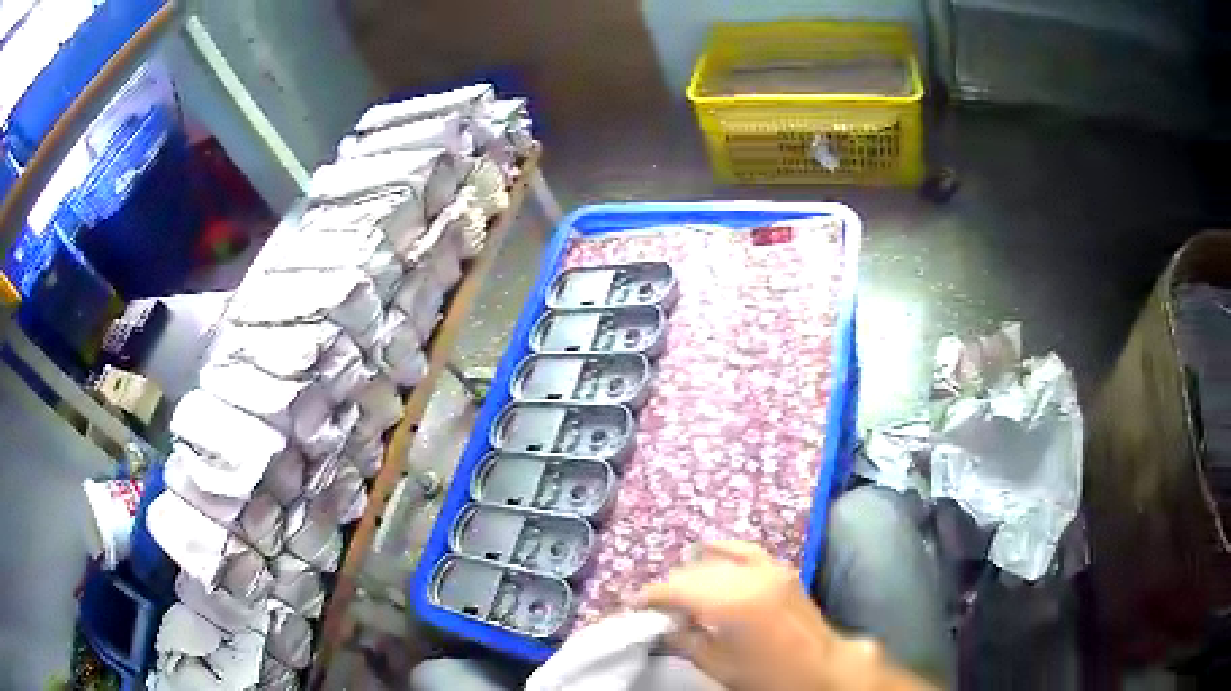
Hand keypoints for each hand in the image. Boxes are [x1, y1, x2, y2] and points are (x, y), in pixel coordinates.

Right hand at [636, 541, 934, 690]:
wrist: (821, 668)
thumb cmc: (767, 675)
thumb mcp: (718, 665)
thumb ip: (685, 641)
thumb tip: (661, 627)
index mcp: (729, 603)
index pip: (675, 590)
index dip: (650, 596)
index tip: (633, 606)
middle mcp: (746, 577)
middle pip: (693, 574)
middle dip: (669, 588)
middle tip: (655, 608)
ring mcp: (767, 568)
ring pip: (715, 562)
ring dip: (692, 574)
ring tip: (678, 593)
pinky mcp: (781, 568)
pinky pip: (745, 550)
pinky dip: (723, 550)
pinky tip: (706, 549)